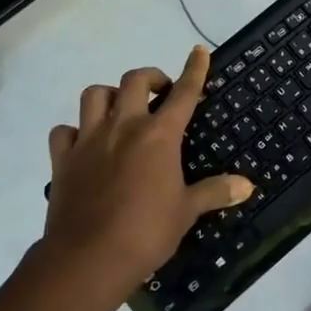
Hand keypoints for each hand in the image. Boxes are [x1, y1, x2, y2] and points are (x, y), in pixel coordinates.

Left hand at [41, 46, 252, 295]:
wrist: (88, 259)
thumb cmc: (146, 232)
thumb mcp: (187, 211)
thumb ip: (216, 191)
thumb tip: (248, 185)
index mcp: (159, 135)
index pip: (183, 92)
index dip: (194, 69)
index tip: (199, 51)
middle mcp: (123, 127)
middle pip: (134, 81)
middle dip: (151, 78)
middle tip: (161, 92)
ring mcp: (88, 140)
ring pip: (94, 95)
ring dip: (110, 95)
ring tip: (121, 109)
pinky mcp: (63, 160)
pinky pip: (63, 131)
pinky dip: (74, 131)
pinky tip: (83, 142)